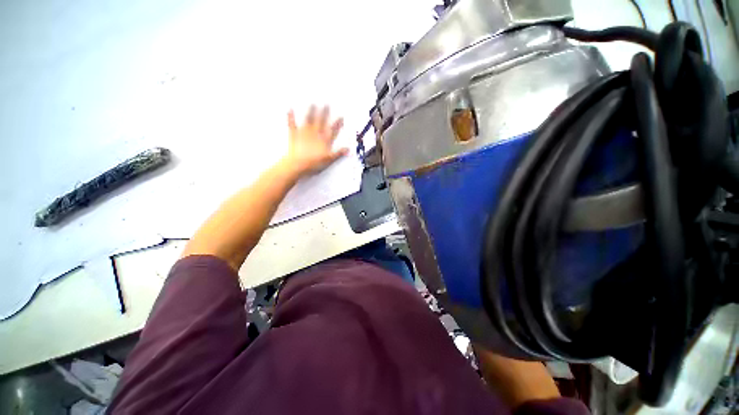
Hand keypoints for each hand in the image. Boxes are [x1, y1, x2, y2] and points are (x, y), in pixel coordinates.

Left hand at [283, 105, 348, 177]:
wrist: (298, 165)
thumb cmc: (314, 163)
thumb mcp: (329, 160)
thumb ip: (338, 154)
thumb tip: (347, 150)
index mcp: (324, 141)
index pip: (332, 131)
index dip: (337, 124)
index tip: (341, 117)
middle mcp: (315, 135)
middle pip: (321, 123)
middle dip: (325, 114)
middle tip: (327, 105)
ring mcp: (304, 134)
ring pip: (309, 121)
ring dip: (311, 112)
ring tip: (313, 104)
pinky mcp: (294, 136)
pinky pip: (292, 125)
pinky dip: (291, 117)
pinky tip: (290, 109)